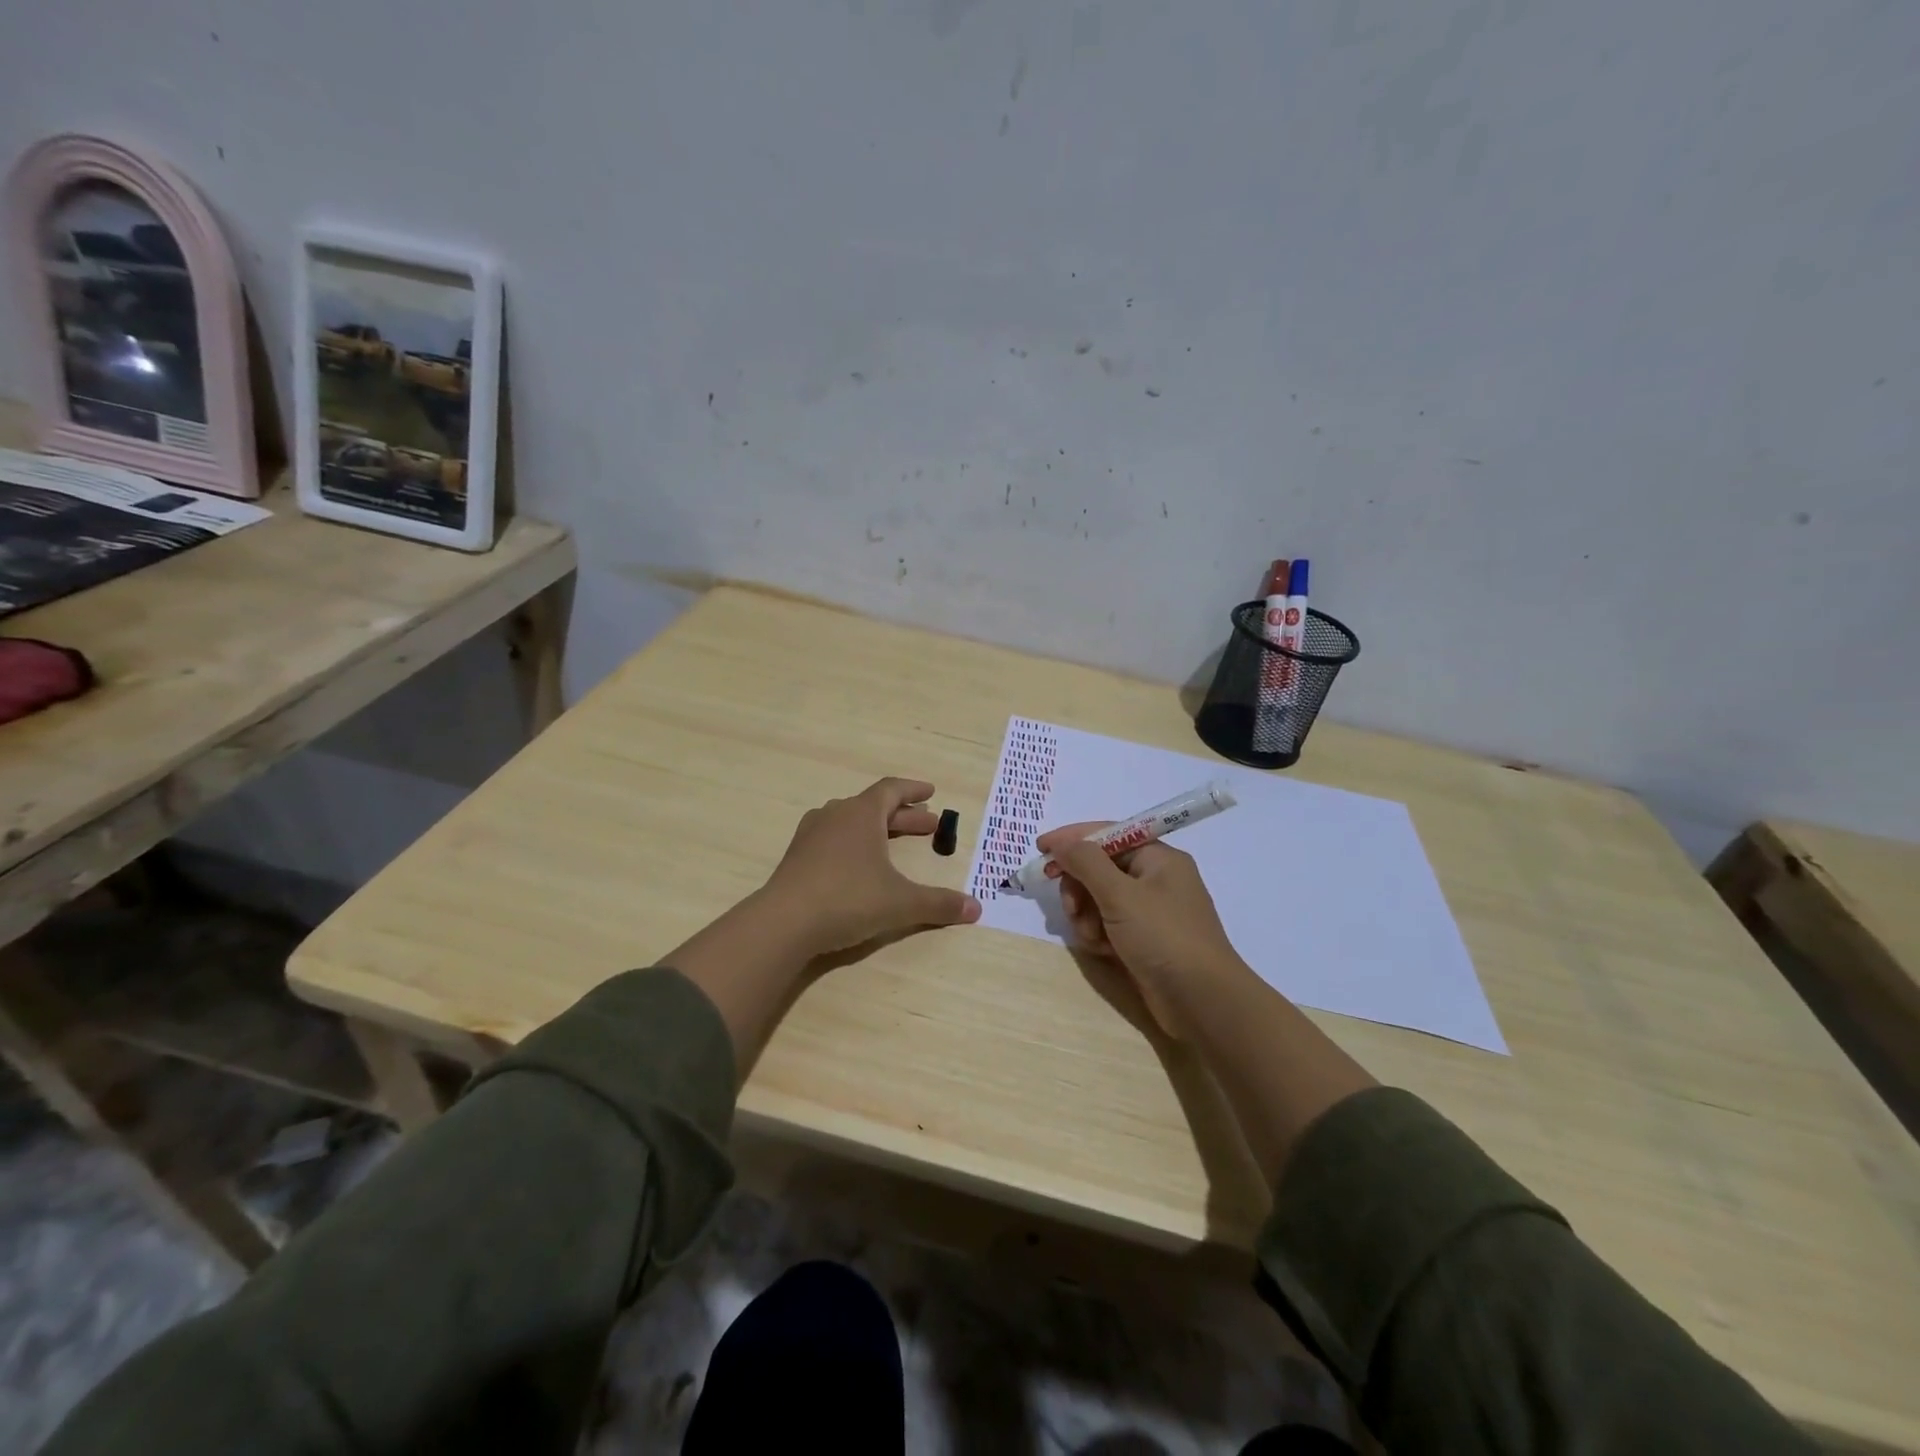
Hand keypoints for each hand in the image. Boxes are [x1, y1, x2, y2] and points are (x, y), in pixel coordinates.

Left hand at [764, 778, 980, 956]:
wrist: (783, 923)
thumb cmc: (848, 899)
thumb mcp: (901, 903)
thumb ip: (939, 904)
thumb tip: (976, 909)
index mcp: (861, 814)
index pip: (891, 790)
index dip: (913, 790)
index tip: (931, 792)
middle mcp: (835, 815)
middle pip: (874, 807)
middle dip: (904, 816)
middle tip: (929, 826)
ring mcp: (811, 835)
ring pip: (851, 821)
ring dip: (877, 829)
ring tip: (893, 840)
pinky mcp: (797, 857)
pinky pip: (833, 839)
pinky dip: (854, 844)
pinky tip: (858, 863)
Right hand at [1037, 821, 1249, 1038]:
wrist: (1202, 1001)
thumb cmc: (1163, 937)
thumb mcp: (1120, 895)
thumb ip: (1086, 863)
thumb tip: (1062, 843)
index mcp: (1158, 858)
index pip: (1108, 834)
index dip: (1073, 839)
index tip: (1040, 849)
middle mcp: (1156, 879)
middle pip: (1100, 868)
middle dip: (1080, 886)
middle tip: (1070, 907)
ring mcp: (1151, 911)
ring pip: (1100, 898)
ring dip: (1086, 914)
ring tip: (1091, 936)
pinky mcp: (1144, 939)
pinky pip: (1109, 923)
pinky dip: (1099, 933)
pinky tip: (1101, 950)